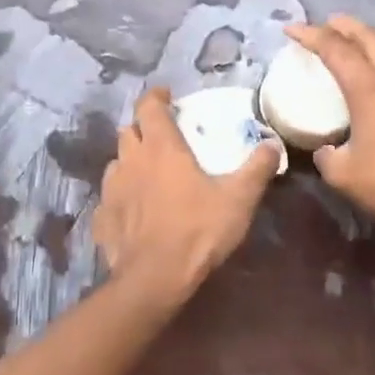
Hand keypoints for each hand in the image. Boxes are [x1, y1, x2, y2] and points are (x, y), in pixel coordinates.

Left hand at [92, 86, 280, 306]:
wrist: (155, 278)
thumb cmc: (198, 230)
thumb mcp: (239, 198)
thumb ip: (257, 168)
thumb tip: (272, 145)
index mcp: (161, 148)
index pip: (149, 107)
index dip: (156, 97)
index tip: (166, 96)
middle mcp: (131, 161)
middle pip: (128, 131)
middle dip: (142, 128)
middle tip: (161, 137)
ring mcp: (111, 190)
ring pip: (116, 163)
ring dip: (130, 161)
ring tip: (147, 173)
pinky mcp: (102, 218)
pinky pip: (109, 198)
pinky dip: (121, 197)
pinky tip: (133, 210)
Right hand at [285, 17, 374, 231]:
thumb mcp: (343, 175)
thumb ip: (327, 157)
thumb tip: (326, 150)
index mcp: (369, 88)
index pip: (335, 49)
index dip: (311, 35)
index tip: (292, 29)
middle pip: (370, 37)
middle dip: (345, 26)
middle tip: (329, 23)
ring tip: (369, 45)